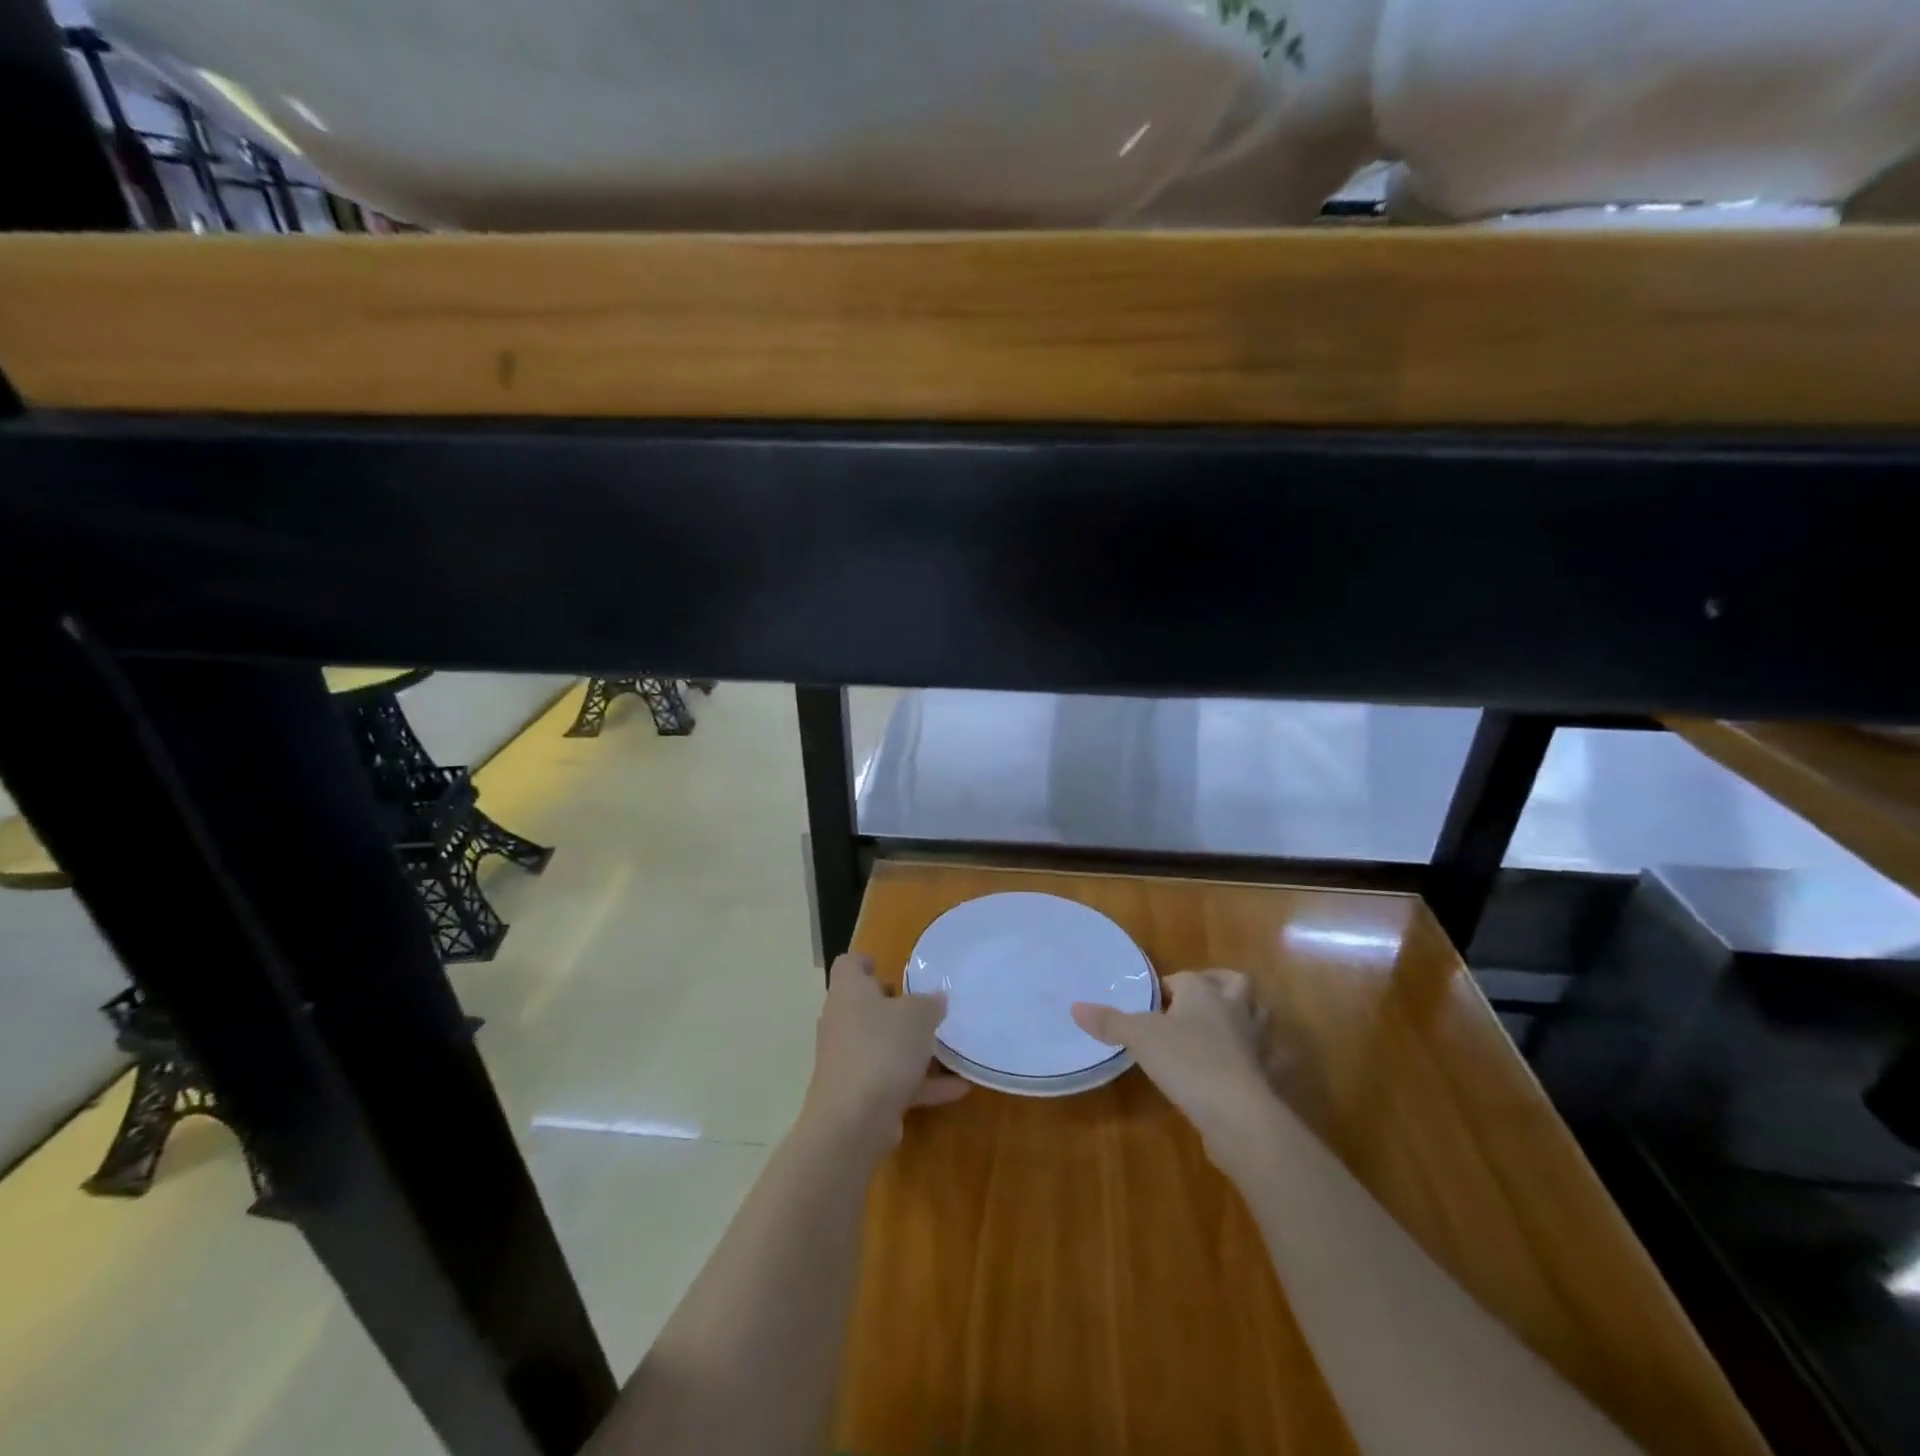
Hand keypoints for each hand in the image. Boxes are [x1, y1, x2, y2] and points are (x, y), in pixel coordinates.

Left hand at [802, 953, 968, 1150]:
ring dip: (914, 1049)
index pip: (849, 965)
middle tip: (927, 1007)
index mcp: (849, 992)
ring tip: (950, 1049)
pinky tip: (958, 1087)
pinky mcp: (859, 1095)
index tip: (889, 966)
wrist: (852, 1122)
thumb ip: (929, 1003)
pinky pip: (894, 1081)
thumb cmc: (882, 1049)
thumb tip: (935, 999)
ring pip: (883, 1046)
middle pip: (867, 1006)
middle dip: (897, 1008)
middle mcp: (843, 1022)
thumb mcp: (917, 1015)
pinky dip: (922, 1083)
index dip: (867, 962)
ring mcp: (849, 1061)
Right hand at [1073, 969, 1278, 1163]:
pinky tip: (1242, 1067)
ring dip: (1246, 1014)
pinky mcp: (1264, 1074)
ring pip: (1259, 1015)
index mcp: (1203, 992)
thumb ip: (1110, 1022)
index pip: (1186, 977)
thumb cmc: (1187, 1061)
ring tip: (1224, 1025)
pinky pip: (1266, 1057)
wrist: (1237, 1113)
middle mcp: (1234, 1009)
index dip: (1170, 986)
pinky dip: (1258, 1057)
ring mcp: (1254, 1042)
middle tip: (1198, 1000)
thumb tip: (1075, 1007)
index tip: (1154, 1002)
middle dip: (1221, 984)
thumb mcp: (1139, 1037)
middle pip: (1236, 983)